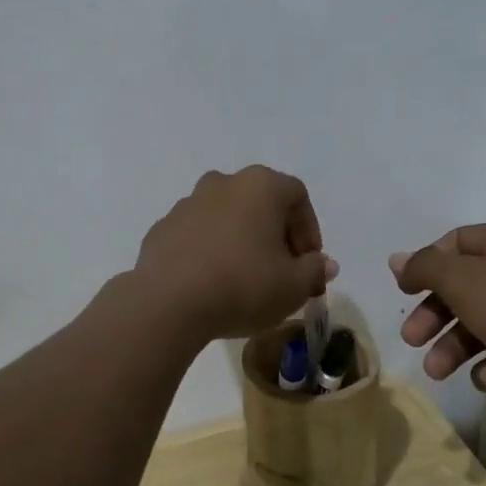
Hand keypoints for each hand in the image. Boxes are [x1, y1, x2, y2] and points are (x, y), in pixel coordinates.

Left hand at [136, 167, 337, 340]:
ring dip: (240, 240)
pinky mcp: (162, 227)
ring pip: (226, 216)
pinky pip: (197, 235)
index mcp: (260, 186)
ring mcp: (187, 203)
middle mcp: (223, 183)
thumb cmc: (243, 285)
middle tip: (282, 271)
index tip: (309, 263)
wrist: (168, 302)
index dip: (309, 230)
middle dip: (275, 234)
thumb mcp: (293, 286)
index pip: (297, 196)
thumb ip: (314, 270)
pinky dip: (209, 250)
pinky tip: (211, 282)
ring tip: (245, 278)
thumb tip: (323, 264)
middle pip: (260, 202)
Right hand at [389, 218, 485, 437]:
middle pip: (466, 286)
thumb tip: (398, 261)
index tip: (404, 293)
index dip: (426, 266)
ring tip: (438, 371)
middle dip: (435, 315)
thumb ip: (424, 267)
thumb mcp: (462, 279)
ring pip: (484, 322)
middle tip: (411, 338)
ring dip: (455, 346)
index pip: (456, 243)